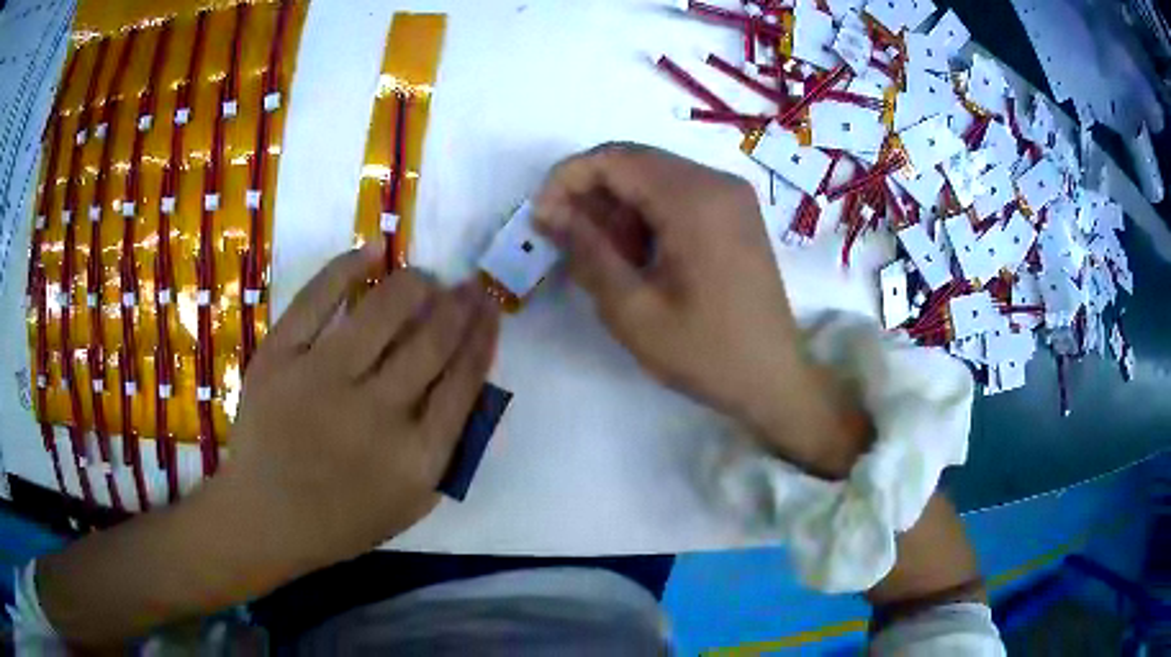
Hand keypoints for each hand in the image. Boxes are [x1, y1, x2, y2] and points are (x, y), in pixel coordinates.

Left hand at [216, 243, 499, 571]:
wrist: (264, 517)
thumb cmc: (342, 519)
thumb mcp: (413, 502)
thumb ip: (448, 448)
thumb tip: (466, 376)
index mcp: (416, 458)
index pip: (464, 380)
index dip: (482, 336)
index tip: (490, 308)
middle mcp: (375, 414)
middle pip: (431, 341)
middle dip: (458, 304)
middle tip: (467, 285)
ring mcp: (321, 380)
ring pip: (383, 311)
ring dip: (414, 284)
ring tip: (424, 277)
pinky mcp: (279, 358)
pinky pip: (318, 297)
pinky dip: (349, 266)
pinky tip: (374, 250)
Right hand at [533, 143, 868, 477]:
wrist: (773, 378)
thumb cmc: (705, 353)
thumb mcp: (632, 310)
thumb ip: (587, 250)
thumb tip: (548, 210)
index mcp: (694, 200)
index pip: (614, 160)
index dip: (567, 179)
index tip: (541, 218)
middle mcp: (716, 182)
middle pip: (634, 162)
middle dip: (591, 194)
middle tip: (568, 243)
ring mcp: (731, 195)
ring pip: (654, 177)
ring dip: (619, 208)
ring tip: (607, 261)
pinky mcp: (735, 212)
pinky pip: (678, 194)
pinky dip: (647, 215)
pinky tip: (640, 257)